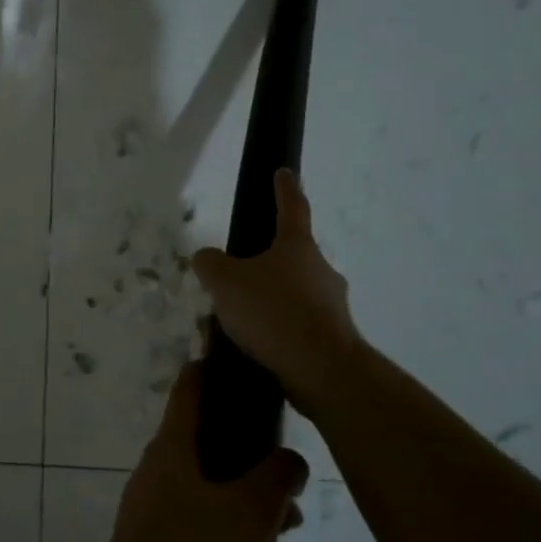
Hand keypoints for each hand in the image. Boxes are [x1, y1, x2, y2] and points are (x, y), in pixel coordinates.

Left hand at [103, 362, 316, 541]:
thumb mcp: (250, 512)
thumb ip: (276, 479)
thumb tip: (288, 460)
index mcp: (174, 448)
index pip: (191, 389)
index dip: (213, 371)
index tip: (239, 363)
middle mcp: (161, 477)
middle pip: (215, 460)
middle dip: (260, 484)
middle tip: (295, 506)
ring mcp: (158, 520)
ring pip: (220, 516)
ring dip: (262, 541)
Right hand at [192, 170, 363, 414]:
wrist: (321, 369)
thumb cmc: (273, 311)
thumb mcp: (225, 282)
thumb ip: (210, 264)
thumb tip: (207, 257)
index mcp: (297, 246)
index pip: (291, 208)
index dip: (284, 188)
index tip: (284, 171)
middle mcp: (320, 270)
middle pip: (291, 257)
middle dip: (266, 265)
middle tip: (237, 280)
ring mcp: (332, 305)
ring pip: (293, 295)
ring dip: (269, 303)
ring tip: (237, 325)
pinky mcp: (333, 338)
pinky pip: (296, 326)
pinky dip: (276, 331)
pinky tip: (254, 348)